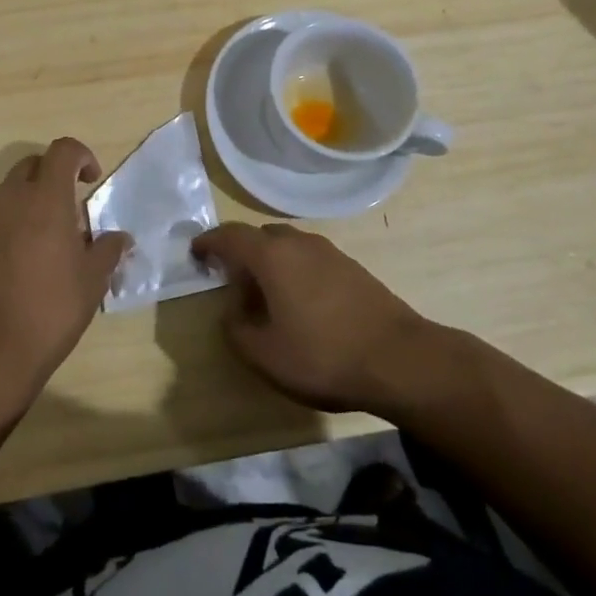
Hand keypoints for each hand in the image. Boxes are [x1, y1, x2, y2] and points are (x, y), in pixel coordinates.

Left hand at [0, 138, 129, 392]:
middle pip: (30, 166)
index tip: (91, 180)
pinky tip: (15, 269)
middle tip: (68, 210)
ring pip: (6, 196)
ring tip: (43, 243)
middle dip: (51, 176)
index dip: (81, 155)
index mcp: (45, 199)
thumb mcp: (93, 280)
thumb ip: (108, 250)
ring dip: (27, 206)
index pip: (62, 150)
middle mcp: (8, 201)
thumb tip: (120, 238)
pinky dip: (5, 232)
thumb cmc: (52, 309)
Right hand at [192, 222, 432, 414]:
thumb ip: (236, 329)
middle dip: (240, 251)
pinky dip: (294, 270)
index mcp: (272, 256)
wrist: (399, 359)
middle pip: (260, 236)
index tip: (195, 252)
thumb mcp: (265, 355)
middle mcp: (298, 243)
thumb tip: (232, 311)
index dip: (208, 242)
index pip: (230, 236)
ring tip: (263, 292)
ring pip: (288, 245)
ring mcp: (329, 252)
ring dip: (269, 261)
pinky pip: (310, 258)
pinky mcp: (352, 268)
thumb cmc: (323, 355)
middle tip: (228, 276)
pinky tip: (299, 301)